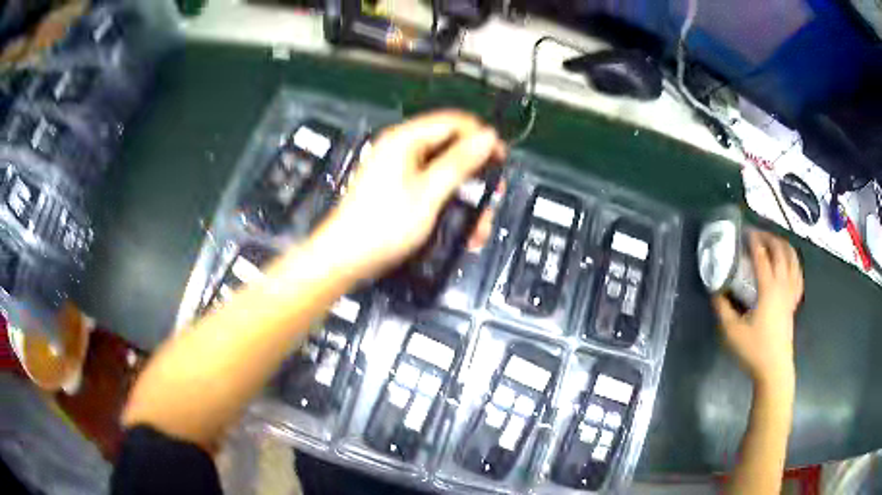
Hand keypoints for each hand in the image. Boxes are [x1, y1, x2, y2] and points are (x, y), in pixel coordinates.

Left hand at [312, 110, 505, 277]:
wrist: (346, 257)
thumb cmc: (382, 226)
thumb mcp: (429, 193)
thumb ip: (460, 163)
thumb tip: (487, 138)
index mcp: (405, 140)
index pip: (454, 123)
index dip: (481, 137)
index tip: (500, 159)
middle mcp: (401, 149)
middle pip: (450, 147)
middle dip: (475, 172)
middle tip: (492, 192)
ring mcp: (398, 170)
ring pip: (444, 171)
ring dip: (464, 194)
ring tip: (478, 221)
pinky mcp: (397, 189)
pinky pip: (431, 187)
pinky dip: (447, 203)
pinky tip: (459, 226)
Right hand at [713, 231, 803, 389]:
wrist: (774, 369)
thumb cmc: (754, 350)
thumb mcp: (731, 331)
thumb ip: (722, 308)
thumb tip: (715, 290)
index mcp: (768, 289)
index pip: (762, 256)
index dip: (753, 241)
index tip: (744, 232)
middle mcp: (782, 285)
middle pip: (780, 251)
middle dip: (769, 237)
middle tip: (757, 234)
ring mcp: (791, 293)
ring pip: (792, 260)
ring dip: (783, 246)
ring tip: (773, 241)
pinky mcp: (794, 302)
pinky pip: (798, 275)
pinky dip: (793, 263)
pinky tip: (788, 263)